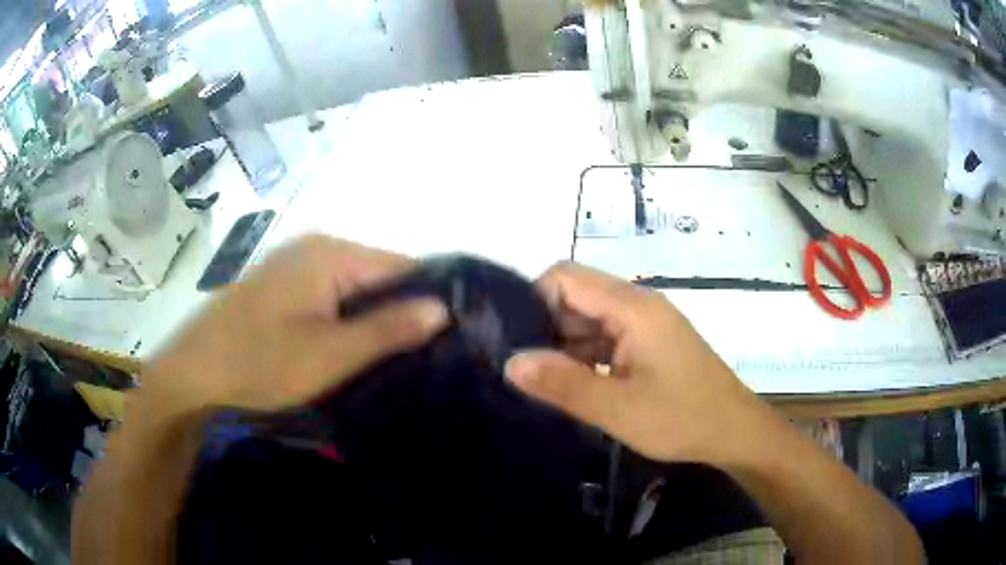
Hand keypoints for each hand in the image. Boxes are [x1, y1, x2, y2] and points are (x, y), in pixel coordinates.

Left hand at [140, 235, 448, 418]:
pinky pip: (329, 299)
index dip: (429, 301)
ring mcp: (294, 267)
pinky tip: (350, 353)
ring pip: (353, 290)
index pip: (403, 267)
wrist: (193, 377)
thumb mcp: (330, 354)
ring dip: (372, 323)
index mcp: (331, 253)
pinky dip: (345, 323)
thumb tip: (443, 308)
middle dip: (400, 315)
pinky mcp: (281, 288)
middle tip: (423, 360)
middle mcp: (314, 248)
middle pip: (378, 277)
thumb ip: (388, 329)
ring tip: (392, 361)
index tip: (451, 341)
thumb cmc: (259, 364)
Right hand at [504, 262, 764, 463]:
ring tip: (544, 382)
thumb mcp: (618, 409)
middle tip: (526, 370)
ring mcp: (645, 324)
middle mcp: (637, 305)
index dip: (533, 301)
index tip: (514, 341)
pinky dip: (585, 355)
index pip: (565, 278)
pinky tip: (575, 384)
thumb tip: (510, 362)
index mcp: (632, 308)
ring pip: (589, 318)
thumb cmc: (681, 418)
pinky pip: (606, 337)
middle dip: (546, 327)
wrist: (733, 431)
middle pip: (576, 296)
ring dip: (565, 345)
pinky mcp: (649, 342)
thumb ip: (562, 384)